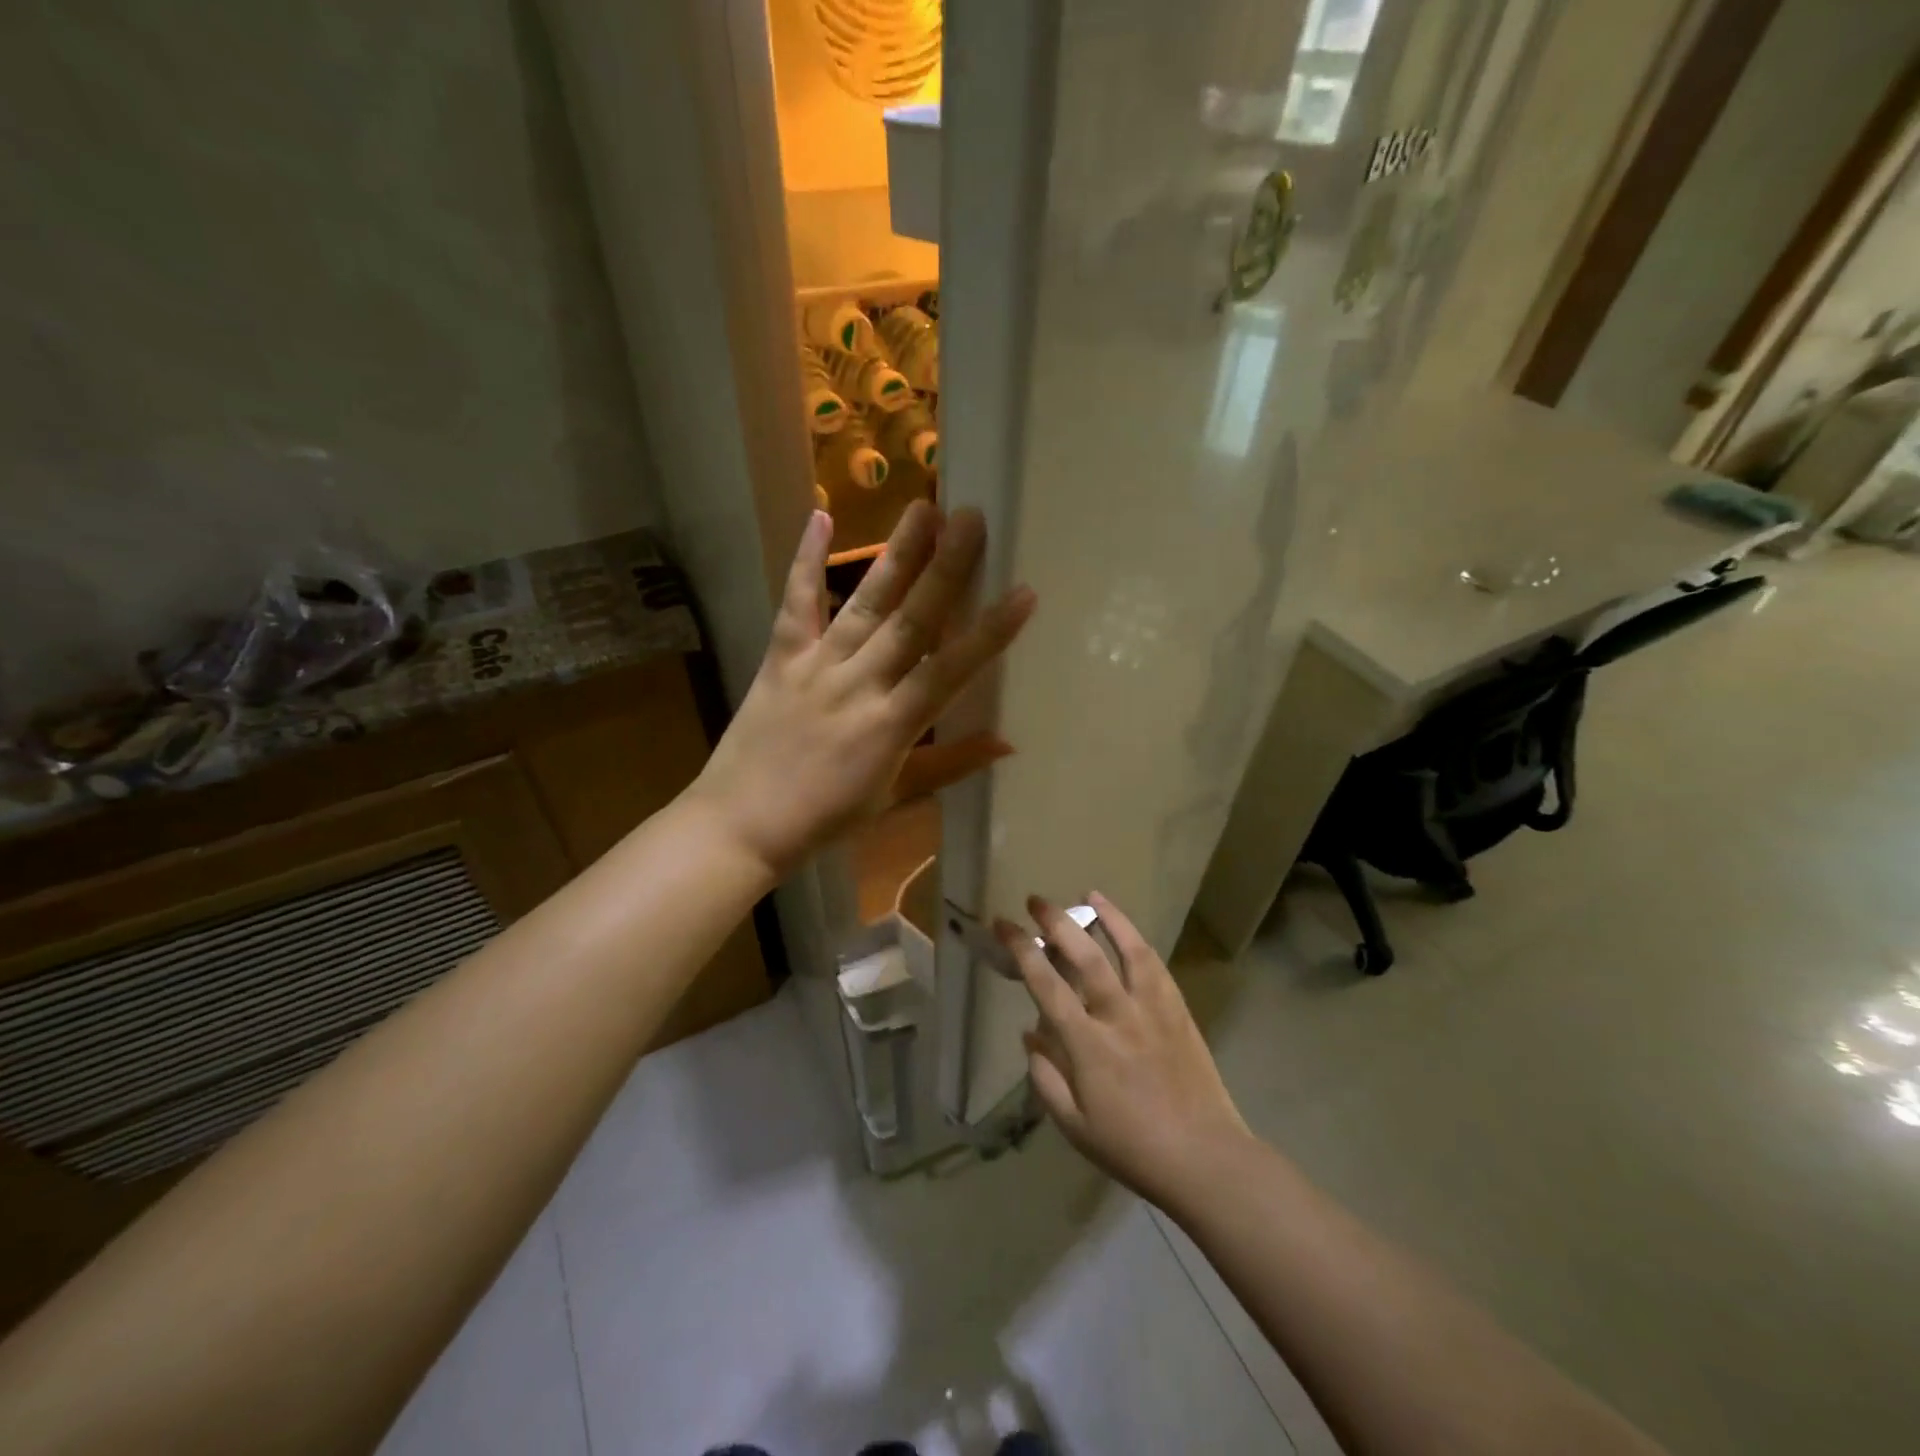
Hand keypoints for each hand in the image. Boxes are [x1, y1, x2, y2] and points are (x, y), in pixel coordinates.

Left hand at [693, 502, 1034, 877]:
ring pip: (864, 604)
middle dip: (945, 569)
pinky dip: (806, 561)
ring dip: (895, 555)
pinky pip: (797, 604)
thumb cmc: (825, 819)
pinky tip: (819, 516)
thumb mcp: (895, 798)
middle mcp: (859, 685)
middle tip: (971, 518)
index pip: (950, 671)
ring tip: (922, 509)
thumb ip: (952, 765)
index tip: (1023, 593)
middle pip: (910, 621)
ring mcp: (816, 666)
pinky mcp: (780, 658)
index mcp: (892, 725)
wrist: (741, 824)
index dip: (990, 632)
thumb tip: (1009, 743)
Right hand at [998, 893, 1249, 1208]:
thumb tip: (1030, 1034)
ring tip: (1088, 895)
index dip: (1022, 950)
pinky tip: (1128, 930)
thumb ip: (1046, 1077)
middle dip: (1057, 922)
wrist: (1205, 1158)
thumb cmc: (1133, 1148)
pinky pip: (1156, 965)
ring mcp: (1153, 1009)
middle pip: (1085, 956)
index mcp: (1088, 1045)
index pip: (1046, 985)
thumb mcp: (1074, 1126)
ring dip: (1106, 917)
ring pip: (1128, 950)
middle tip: (1037, 901)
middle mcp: (1119, 1016)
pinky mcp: (1178, 1010)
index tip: (1004, 925)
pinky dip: (1138, 940)